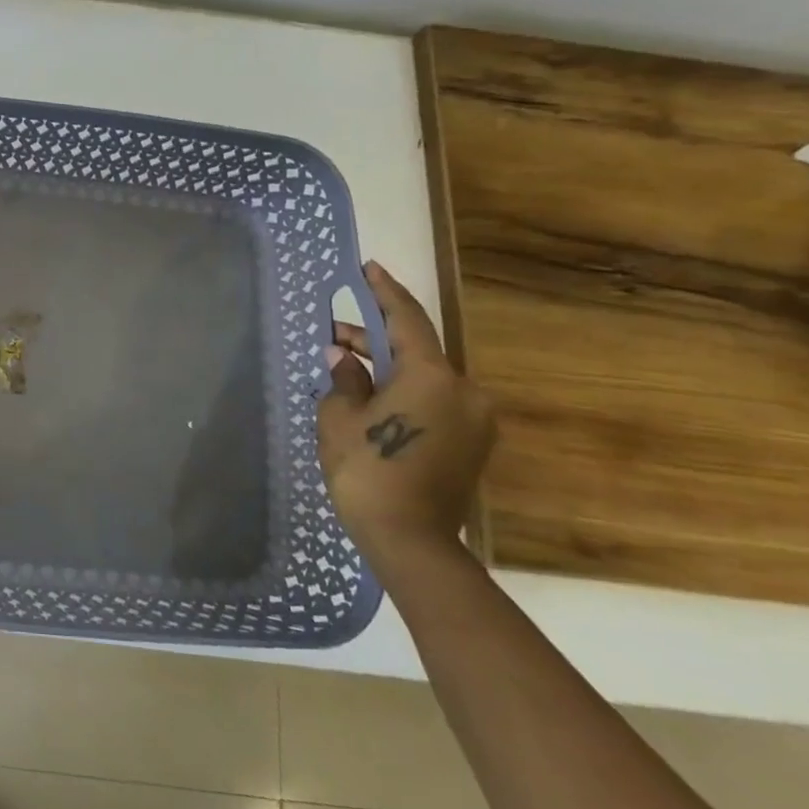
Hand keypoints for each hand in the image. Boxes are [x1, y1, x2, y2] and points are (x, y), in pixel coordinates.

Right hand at [318, 262, 495, 574]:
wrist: (410, 540)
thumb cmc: (368, 470)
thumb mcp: (340, 418)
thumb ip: (344, 379)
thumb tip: (343, 357)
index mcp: (433, 377)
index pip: (407, 320)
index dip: (384, 292)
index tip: (369, 268)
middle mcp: (465, 391)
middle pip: (417, 351)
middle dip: (375, 339)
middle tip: (334, 332)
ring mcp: (475, 420)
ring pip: (426, 378)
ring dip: (388, 369)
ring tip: (346, 367)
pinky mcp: (473, 444)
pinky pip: (435, 402)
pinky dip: (404, 392)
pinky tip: (371, 397)